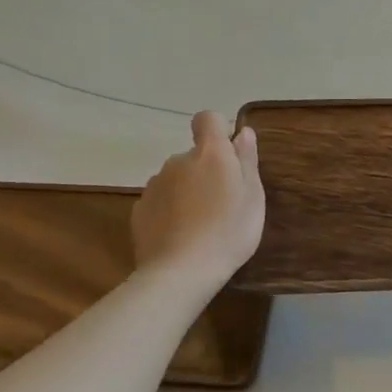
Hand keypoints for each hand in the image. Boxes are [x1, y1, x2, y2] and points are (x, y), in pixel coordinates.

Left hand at [131, 111, 264, 288]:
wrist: (181, 272)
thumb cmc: (228, 230)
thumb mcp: (253, 196)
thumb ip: (247, 160)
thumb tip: (242, 132)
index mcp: (209, 153)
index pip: (207, 119)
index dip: (218, 129)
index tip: (229, 153)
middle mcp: (178, 161)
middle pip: (194, 155)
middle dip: (206, 170)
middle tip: (223, 202)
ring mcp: (154, 185)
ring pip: (176, 179)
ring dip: (187, 191)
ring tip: (201, 223)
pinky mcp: (139, 210)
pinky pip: (160, 201)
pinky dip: (170, 211)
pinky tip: (180, 235)